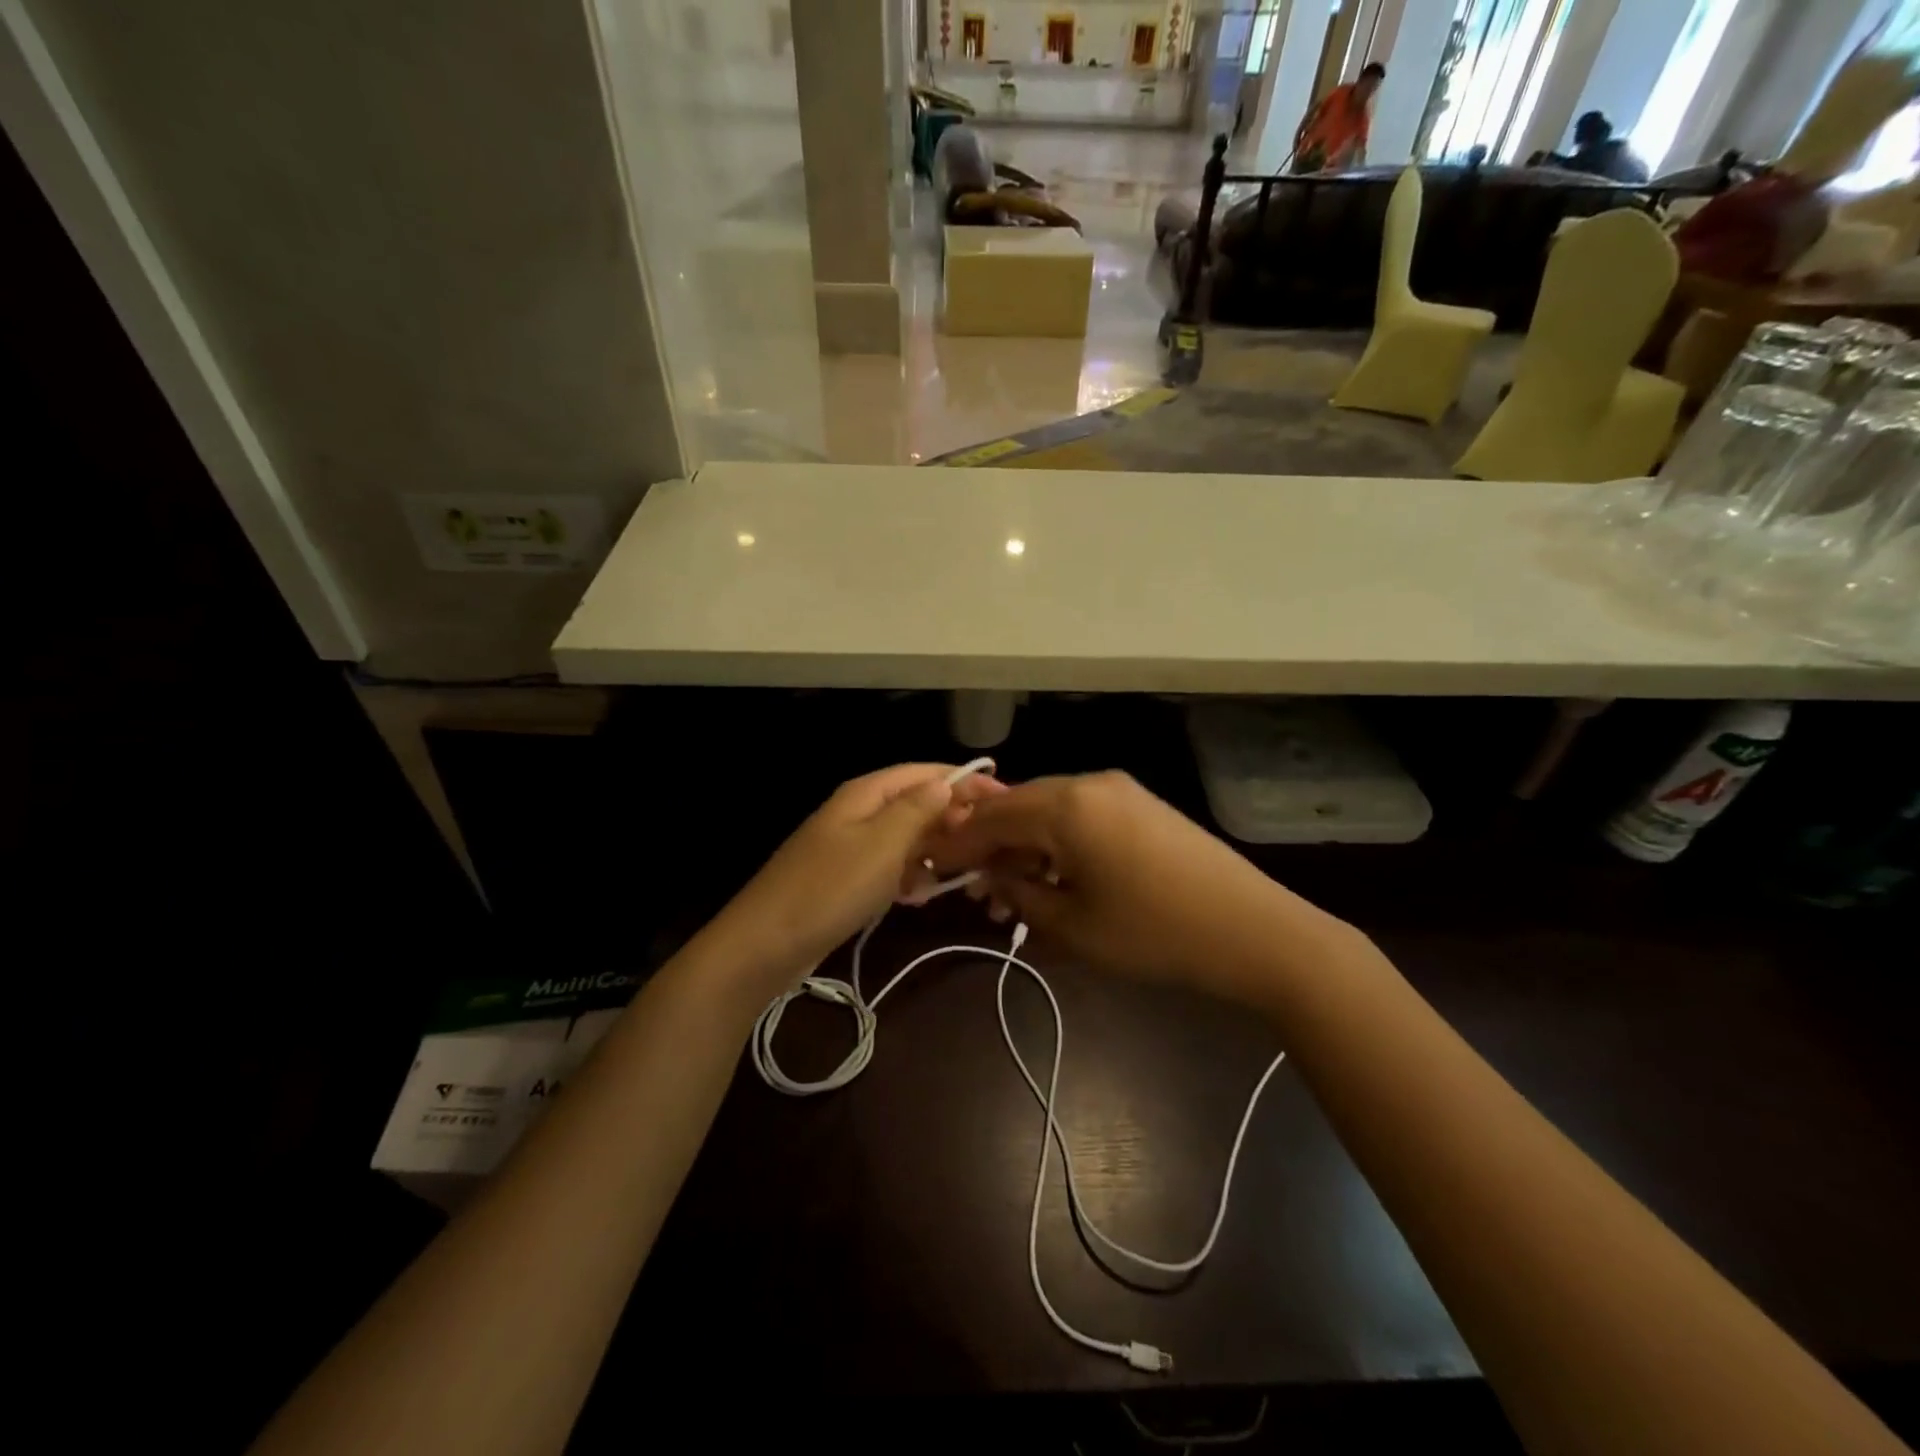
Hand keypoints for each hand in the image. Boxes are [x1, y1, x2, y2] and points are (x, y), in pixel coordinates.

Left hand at [709, 765, 1001, 987]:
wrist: (765, 945)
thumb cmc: (830, 888)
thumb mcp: (882, 844)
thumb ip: (917, 810)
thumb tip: (946, 784)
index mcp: (866, 794)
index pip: (925, 773)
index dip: (965, 781)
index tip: (1005, 799)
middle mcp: (859, 813)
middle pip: (916, 804)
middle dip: (953, 820)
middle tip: (989, 845)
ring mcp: (850, 847)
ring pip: (905, 839)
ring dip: (934, 851)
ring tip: (965, 873)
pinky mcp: (845, 880)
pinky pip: (889, 868)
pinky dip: (909, 877)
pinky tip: (923, 896)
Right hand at [931, 772, 1351, 998]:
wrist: (1255, 931)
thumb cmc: (1154, 933)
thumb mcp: (1072, 926)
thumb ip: (1019, 892)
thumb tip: (990, 875)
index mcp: (1066, 805)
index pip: (991, 816)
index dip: (957, 842)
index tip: (929, 865)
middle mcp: (1090, 784)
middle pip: (1019, 807)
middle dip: (991, 846)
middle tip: (972, 889)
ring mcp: (1120, 791)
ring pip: (1051, 812)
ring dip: (1025, 848)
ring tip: (1012, 895)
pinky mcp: (1142, 806)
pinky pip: (1082, 817)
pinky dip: (1058, 844)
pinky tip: (1054, 878)